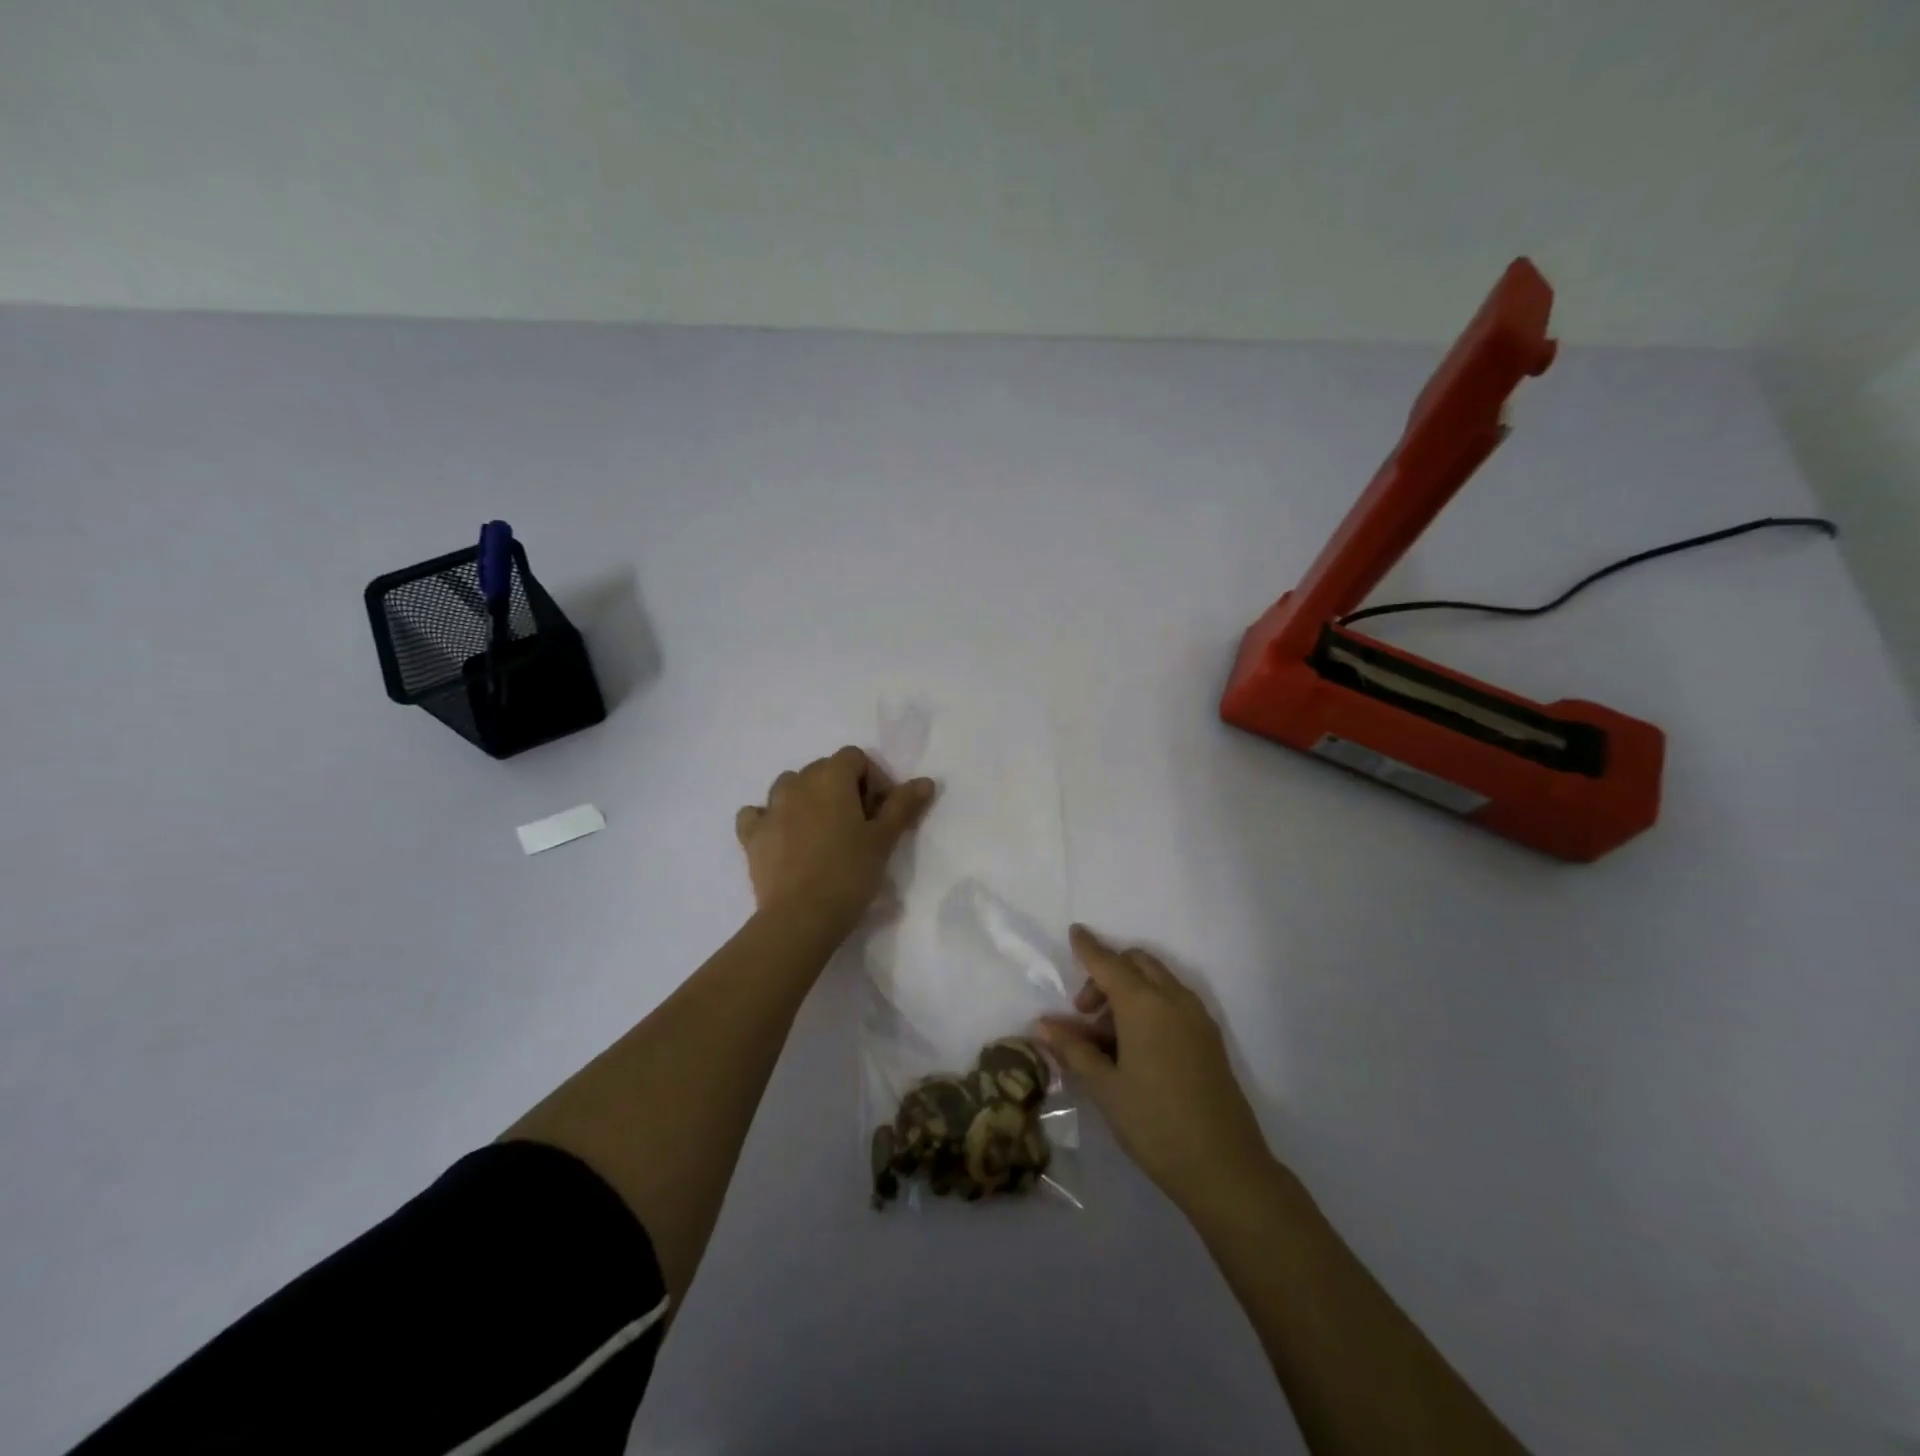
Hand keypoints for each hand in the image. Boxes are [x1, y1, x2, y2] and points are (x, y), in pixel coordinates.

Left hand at [734, 746, 936, 940]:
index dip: (873, 780)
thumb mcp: (884, 839)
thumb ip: (903, 805)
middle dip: (843, 789)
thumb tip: (925, 781)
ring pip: (790, 787)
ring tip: (822, 832)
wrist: (800, 917)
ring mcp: (769, 808)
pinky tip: (782, 838)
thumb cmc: (849, 873)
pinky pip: (757, 814)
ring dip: (807, 800)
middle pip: (823, 769)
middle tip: (858, 826)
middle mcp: (797, 783)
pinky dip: (770, 819)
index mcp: (831, 777)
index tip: (880, 812)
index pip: (855, 758)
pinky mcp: (750, 836)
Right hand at [1038, 924, 1273, 1214]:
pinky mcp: (1210, 1038)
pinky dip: (1151, 1004)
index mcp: (1144, 1004)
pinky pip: (1174, 1001)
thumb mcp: (1105, 1087)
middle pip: (1137, 963)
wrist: (1225, 1167)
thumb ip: (1073, 1049)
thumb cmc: (1154, 1124)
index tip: (1075, 931)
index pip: (1108, 963)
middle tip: (1085, 1013)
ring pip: (1158, 981)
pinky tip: (1136, 1046)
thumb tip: (1043, 1024)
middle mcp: (1174, 999)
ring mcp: (1197, 1017)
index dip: (1089, 947)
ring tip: (1107, 1038)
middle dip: (1108, 973)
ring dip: (1130, 990)